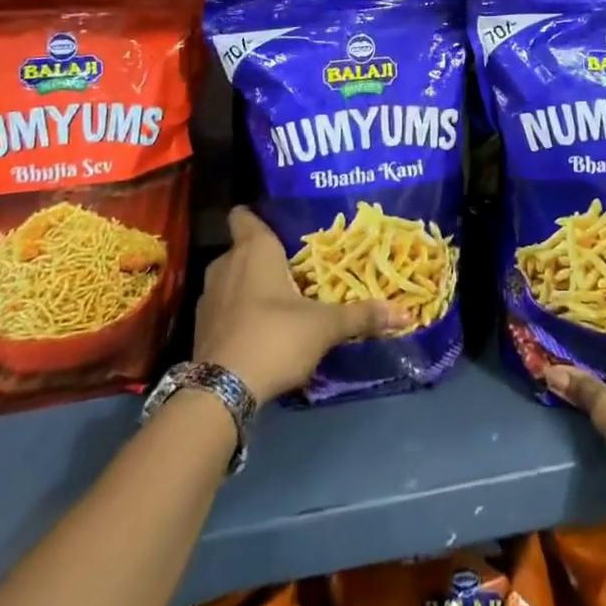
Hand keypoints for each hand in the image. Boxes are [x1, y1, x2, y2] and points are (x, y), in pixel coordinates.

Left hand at [193, 207, 408, 403]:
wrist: (221, 391)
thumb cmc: (274, 336)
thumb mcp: (324, 326)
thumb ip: (361, 316)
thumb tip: (404, 313)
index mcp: (254, 249)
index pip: (244, 214)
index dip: (259, 215)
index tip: (281, 225)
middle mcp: (226, 263)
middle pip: (244, 248)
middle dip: (266, 258)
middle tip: (297, 269)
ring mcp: (209, 296)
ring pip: (232, 279)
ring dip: (251, 287)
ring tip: (281, 301)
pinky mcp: (200, 327)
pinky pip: (224, 308)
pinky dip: (239, 313)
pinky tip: (261, 331)